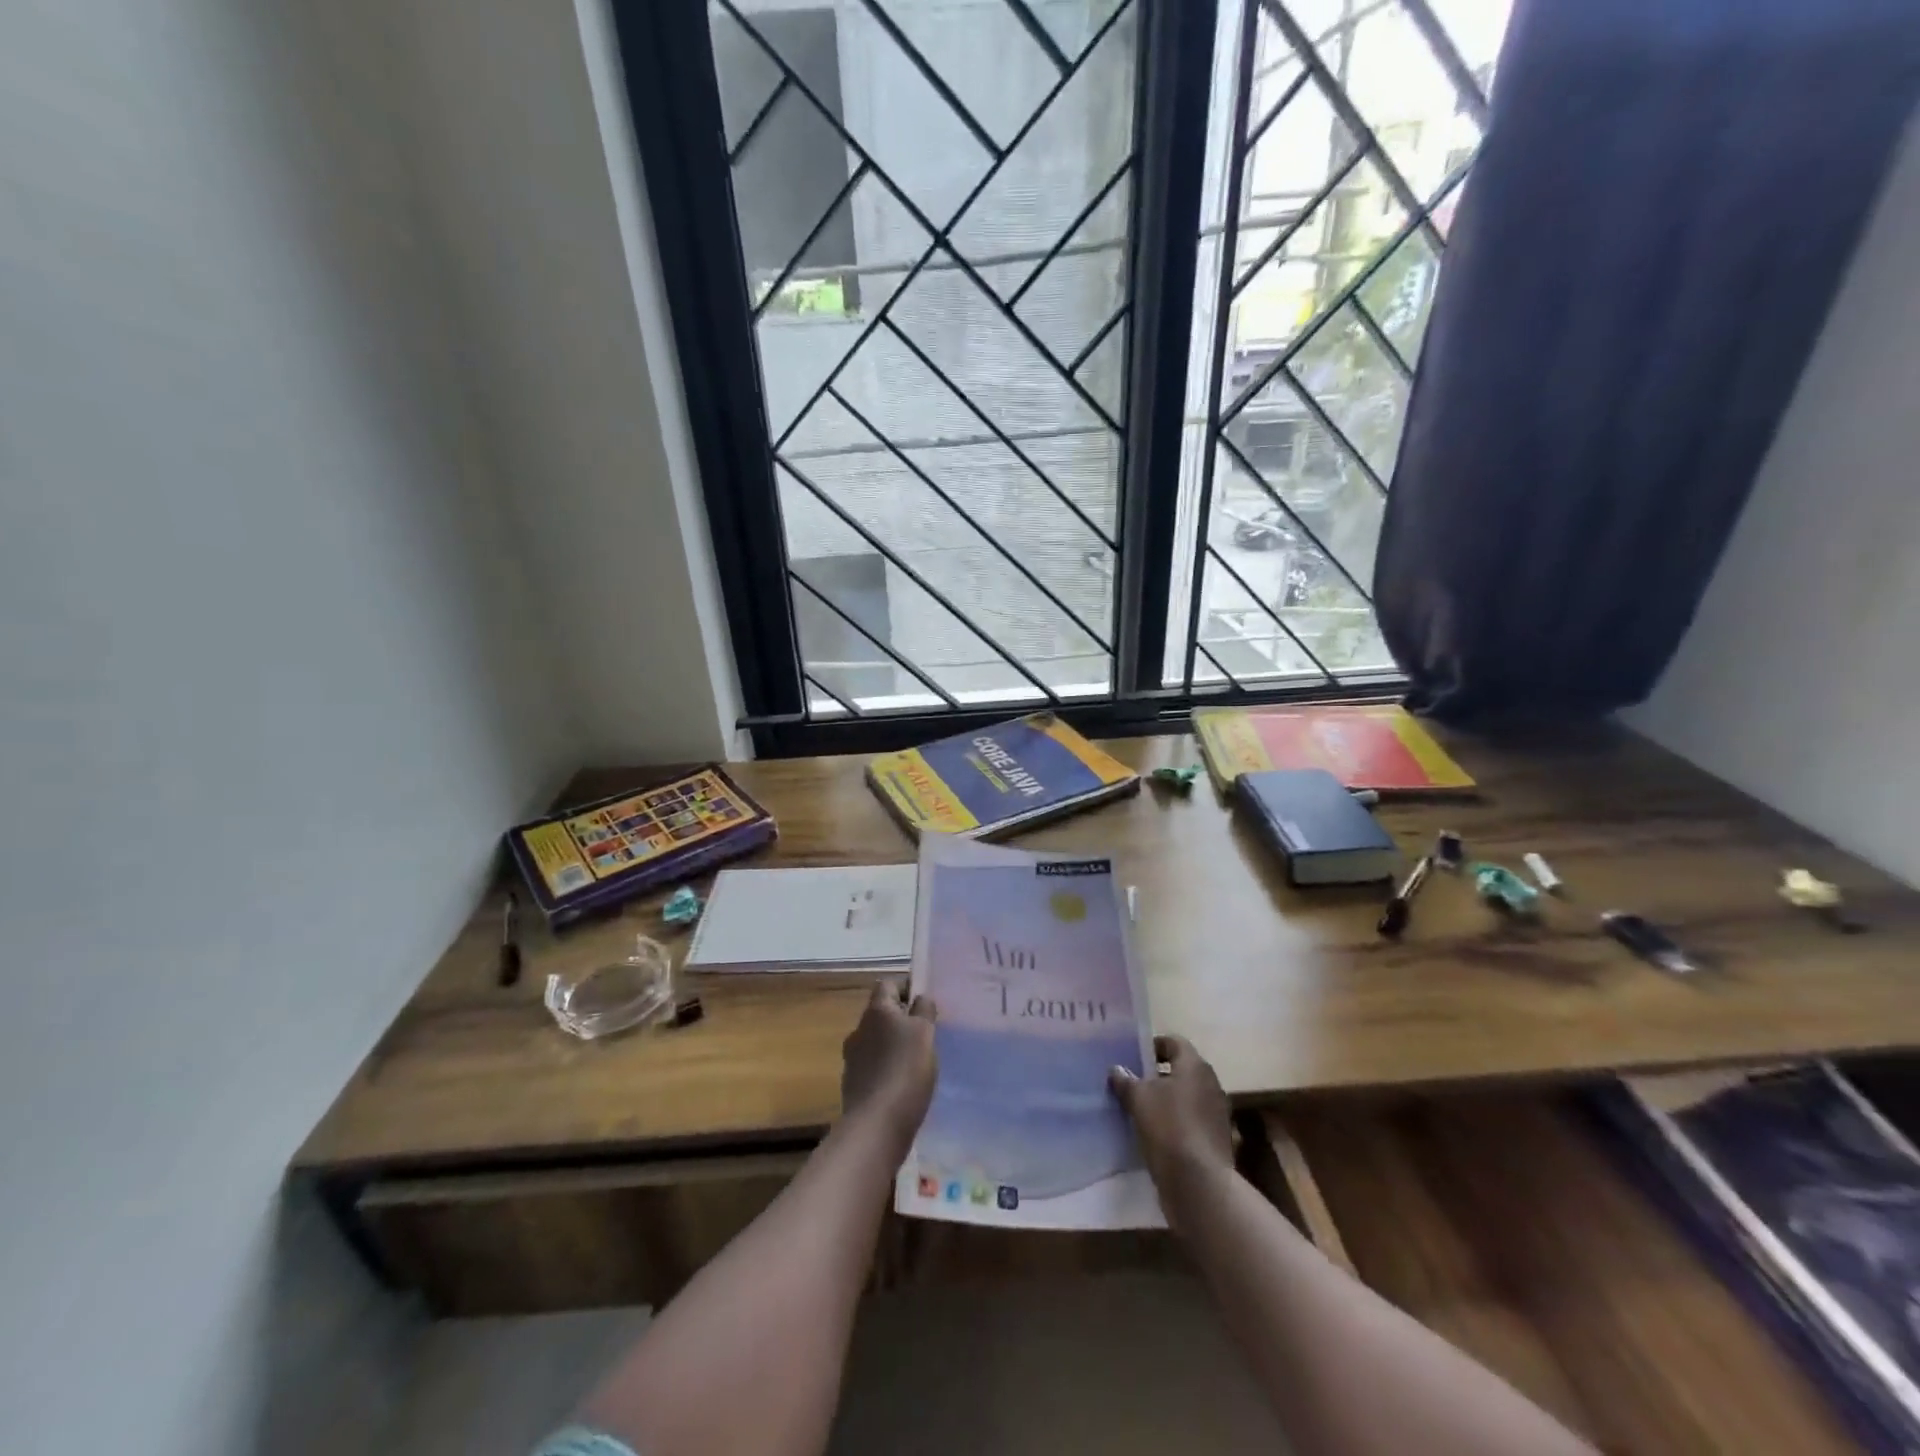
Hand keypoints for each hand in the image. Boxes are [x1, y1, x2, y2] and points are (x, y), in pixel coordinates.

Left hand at [840, 980, 937, 1149]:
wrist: (876, 1125)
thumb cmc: (905, 1070)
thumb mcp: (924, 1033)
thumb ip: (924, 1010)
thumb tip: (920, 998)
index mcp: (876, 1011)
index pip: (887, 985)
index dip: (906, 989)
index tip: (925, 1004)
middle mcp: (859, 1029)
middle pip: (881, 1014)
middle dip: (901, 1020)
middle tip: (926, 1033)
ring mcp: (852, 1058)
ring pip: (877, 1041)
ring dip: (893, 1046)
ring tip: (917, 1061)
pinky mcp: (853, 1085)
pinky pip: (873, 1067)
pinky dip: (887, 1069)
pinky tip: (903, 1085)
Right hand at [1110, 1035, 1234, 1198]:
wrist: (1199, 1183)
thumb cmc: (1168, 1127)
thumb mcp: (1138, 1099)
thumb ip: (1126, 1081)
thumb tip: (1116, 1069)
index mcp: (1195, 1066)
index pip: (1174, 1042)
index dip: (1153, 1045)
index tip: (1133, 1056)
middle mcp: (1211, 1084)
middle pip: (1182, 1070)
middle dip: (1158, 1075)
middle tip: (1133, 1082)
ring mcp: (1217, 1114)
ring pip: (1187, 1097)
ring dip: (1167, 1100)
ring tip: (1141, 1109)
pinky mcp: (1217, 1140)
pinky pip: (1192, 1121)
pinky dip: (1176, 1123)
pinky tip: (1157, 1134)